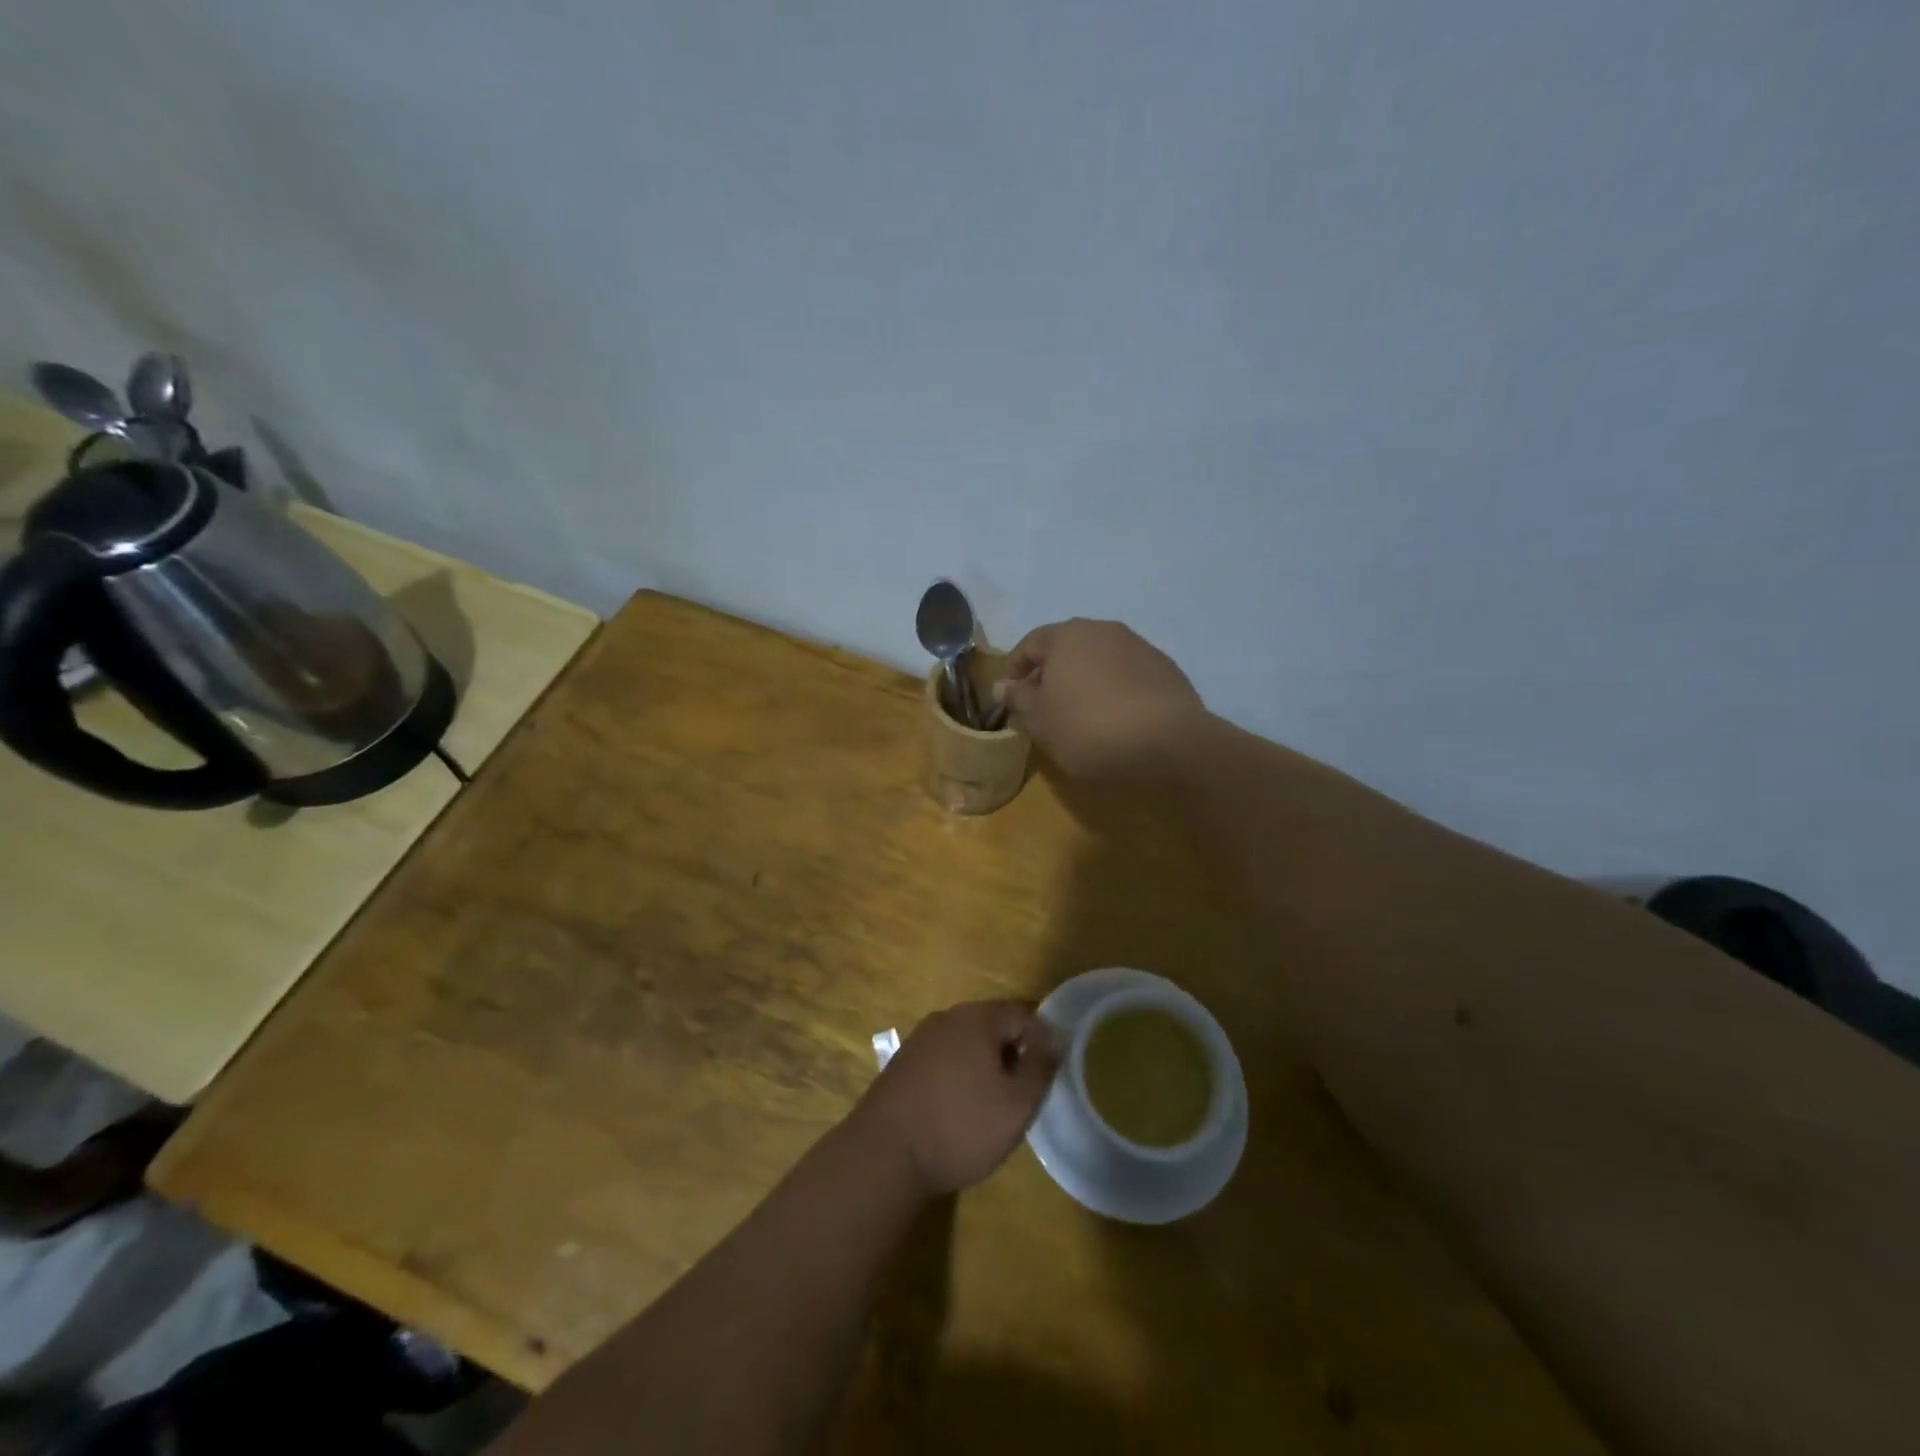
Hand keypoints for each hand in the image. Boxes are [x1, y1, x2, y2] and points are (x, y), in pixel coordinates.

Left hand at [852, 1001, 1060, 1195]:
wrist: (884, 1152)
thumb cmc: (960, 1126)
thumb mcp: (1016, 1104)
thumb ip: (1040, 1068)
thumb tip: (1055, 1039)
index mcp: (977, 1018)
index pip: (1022, 1014)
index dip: (1043, 1039)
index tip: (1051, 1071)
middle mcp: (947, 1017)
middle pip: (992, 1024)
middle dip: (1013, 1050)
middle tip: (1026, 1088)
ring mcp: (920, 1038)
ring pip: (966, 1041)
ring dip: (985, 1062)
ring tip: (995, 1099)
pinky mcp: (902, 1063)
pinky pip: (943, 1057)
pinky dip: (959, 1072)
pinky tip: (959, 1105)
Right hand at [994, 618, 1207, 783]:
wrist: (1169, 744)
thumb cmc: (1089, 728)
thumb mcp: (1040, 720)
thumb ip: (1018, 698)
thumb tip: (1003, 684)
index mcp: (1068, 635)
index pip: (1031, 643)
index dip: (1015, 668)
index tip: (1010, 696)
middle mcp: (1105, 630)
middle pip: (1067, 648)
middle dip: (1051, 674)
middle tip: (1043, 707)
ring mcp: (1140, 647)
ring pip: (1100, 660)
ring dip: (1085, 681)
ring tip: (1080, 715)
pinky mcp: (1166, 670)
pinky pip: (1127, 675)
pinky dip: (1114, 690)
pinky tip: (1115, 719)